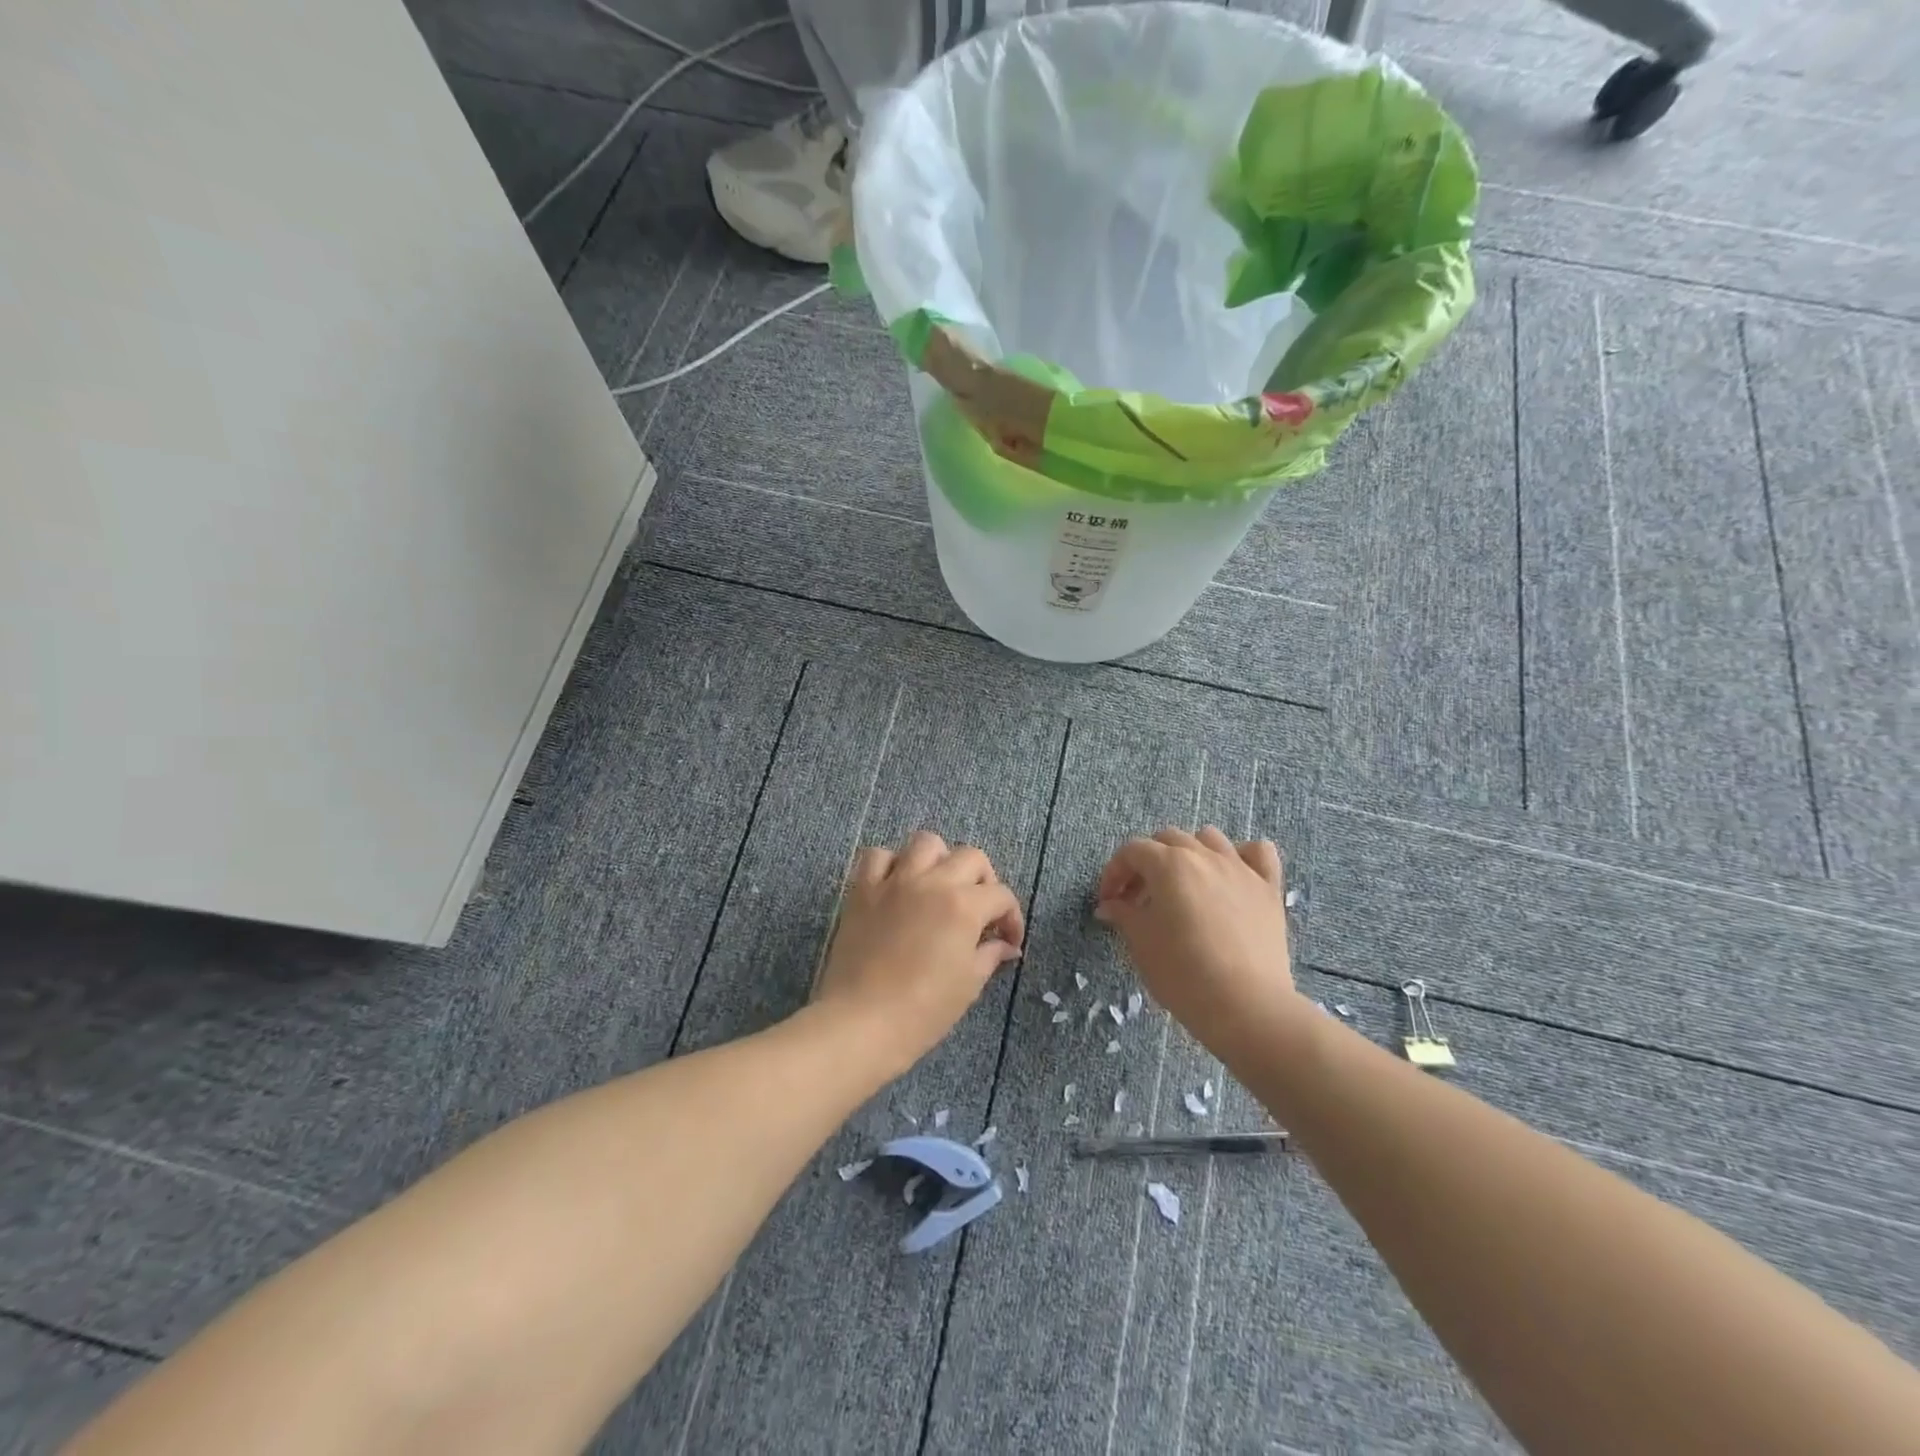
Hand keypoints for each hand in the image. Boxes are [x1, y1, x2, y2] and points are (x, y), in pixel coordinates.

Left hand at [813, 830, 1023, 1078]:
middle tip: (978, 910)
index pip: (1001, 895)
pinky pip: (878, 856)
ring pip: (925, 843)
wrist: (862, 1022)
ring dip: (939, 860)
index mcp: (964, 905)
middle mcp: (932, 882)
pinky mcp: (863, 889)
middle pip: (970, 856)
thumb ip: (990, 955)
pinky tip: (896, 886)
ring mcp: (895, 881)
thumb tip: (1006, 945)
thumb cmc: (923, 1010)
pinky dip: (890, 864)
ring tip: (938, 886)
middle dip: (983, 880)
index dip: (1011, 917)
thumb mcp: (968, 985)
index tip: (1008, 940)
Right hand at [1094, 827, 1299, 1052]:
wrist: (1246, 1007)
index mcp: (1169, 864)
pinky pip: (1258, 853)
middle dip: (1147, 862)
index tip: (1108, 901)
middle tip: (1138, 898)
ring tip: (1183, 884)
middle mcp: (1205, 856)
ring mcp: (1241, 869)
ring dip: (1189, 853)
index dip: (1114, 872)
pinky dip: (1242, 856)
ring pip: (1210, 839)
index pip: (1132, 851)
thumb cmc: (1183, 973)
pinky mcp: (1269, 889)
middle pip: (1168, 839)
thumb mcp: (1141, 943)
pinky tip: (1231, 875)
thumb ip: (1123, 915)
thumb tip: (1110, 905)